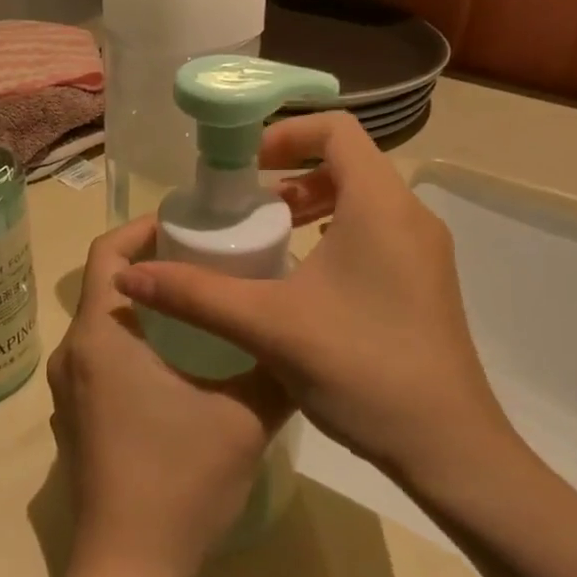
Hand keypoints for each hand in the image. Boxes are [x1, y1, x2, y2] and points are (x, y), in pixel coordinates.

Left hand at [48, 217, 291, 576]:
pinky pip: (101, 358)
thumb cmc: (180, 481)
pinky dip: (135, 342)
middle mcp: (73, 354)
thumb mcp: (244, 416)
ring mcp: (69, 391)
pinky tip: (180, 362)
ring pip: (105, 324)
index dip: (142, 229)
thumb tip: (301, 335)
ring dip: (146, 306)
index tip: (187, 225)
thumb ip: (275, 367)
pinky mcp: (76, 419)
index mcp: (101, 337)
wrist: (130, 571)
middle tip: (207, 259)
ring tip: (201, 305)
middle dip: (152, 265)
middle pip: (106, 285)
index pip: (106, 253)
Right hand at [114, 113, 521, 489]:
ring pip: (364, 200)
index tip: (243, 168)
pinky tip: (303, 280)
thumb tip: (128, 278)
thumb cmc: (361, 368)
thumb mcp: (268, 326)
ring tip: (270, 236)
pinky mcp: (427, 284)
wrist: (448, 447)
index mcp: (380, 205)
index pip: (336, 129)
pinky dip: (336, 234)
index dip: (285, 133)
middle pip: (349, 163)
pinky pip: (378, 233)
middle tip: (246, 205)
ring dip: (314, 204)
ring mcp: (425, 252)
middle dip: (292, 173)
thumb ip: (196, 295)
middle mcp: (411, 216)